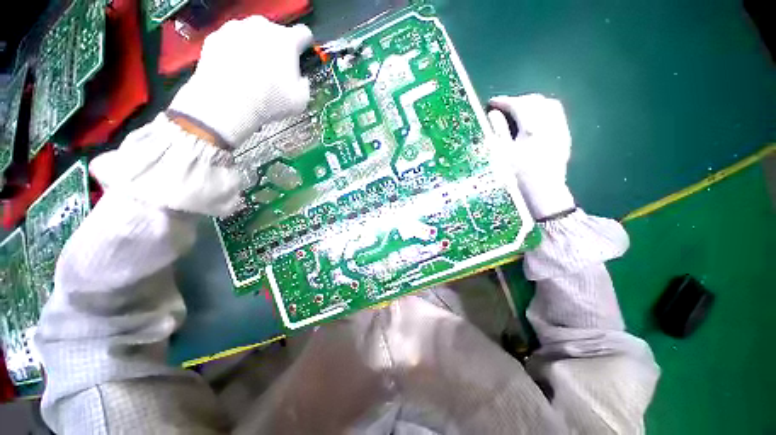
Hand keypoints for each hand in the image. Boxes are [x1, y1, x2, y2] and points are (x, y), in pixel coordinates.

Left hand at [169, 16, 313, 146]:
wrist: (228, 103)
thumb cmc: (267, 101)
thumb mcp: (301, 100)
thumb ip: (305, 84)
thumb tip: (301, 80)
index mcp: (286, 41)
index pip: (303, 33)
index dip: (305, 44)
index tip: (302, 53)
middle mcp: (261, 27)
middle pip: (275, 32)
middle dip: (277, 49)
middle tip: (276, 71)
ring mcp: (236, 29)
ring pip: (251, 34)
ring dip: (256, 49)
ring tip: (254, 73)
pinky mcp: (216, 37)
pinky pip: (230, 41)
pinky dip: (235, 52)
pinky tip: (237, 72)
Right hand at [487, 94, 575, 219]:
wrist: (542, 193)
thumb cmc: (517, 176)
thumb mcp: (502, 154)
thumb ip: (498, 131)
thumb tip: (494, 113)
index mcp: (532, 128)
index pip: (518, 105)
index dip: (503, 101)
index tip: (491, 102)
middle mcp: (550, 124)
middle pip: (535, 101)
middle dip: (518, 101)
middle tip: (503, 108)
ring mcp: (560, 130)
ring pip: (549, 105)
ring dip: (532, 104)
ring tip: (519, 112)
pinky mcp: (564, 138)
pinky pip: (556, 115)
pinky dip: (543, 112)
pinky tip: (534, 122)